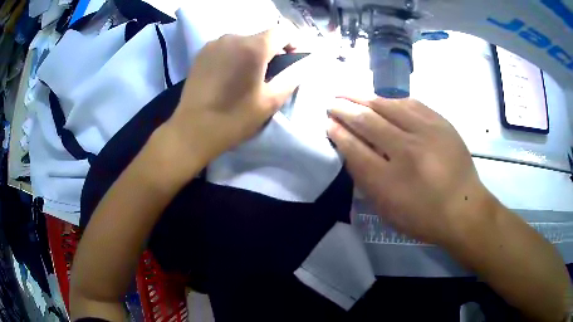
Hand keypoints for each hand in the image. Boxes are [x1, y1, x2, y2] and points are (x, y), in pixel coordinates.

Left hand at [164, 23, 309, 172]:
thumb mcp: (270, 101)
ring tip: (248, 75)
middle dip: (273, 49)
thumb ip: (292, 77)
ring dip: (252, 52)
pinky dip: (235, 54)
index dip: (295, 41)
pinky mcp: (201, 53)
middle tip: (272, 72)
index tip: (294, 58)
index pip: (283, 30)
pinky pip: (227, 46)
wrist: (192, 130)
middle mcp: (233, 37)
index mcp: (254, 47)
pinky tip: (230, 74)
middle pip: (263, 35)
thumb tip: (305, 64)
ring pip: (244, 40)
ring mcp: (214, 44)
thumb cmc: (234, 118)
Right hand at [327, 96, 494, 244]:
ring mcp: (426, 132)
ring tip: (349, 94)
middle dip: (344, 109)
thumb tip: (351, 150)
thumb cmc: (423, 217)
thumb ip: (366, 180)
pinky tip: (381, 99)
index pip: (354, 147)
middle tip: (331, 103)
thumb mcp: (388, 209)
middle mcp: (406, 150)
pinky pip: (410, 103)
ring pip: (388, 106)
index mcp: (389, 180)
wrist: (464, 209)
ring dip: (364, 98)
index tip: (327, 122)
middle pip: (367, 121)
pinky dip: (391, 100)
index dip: (337, 132)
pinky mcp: (440, 123)